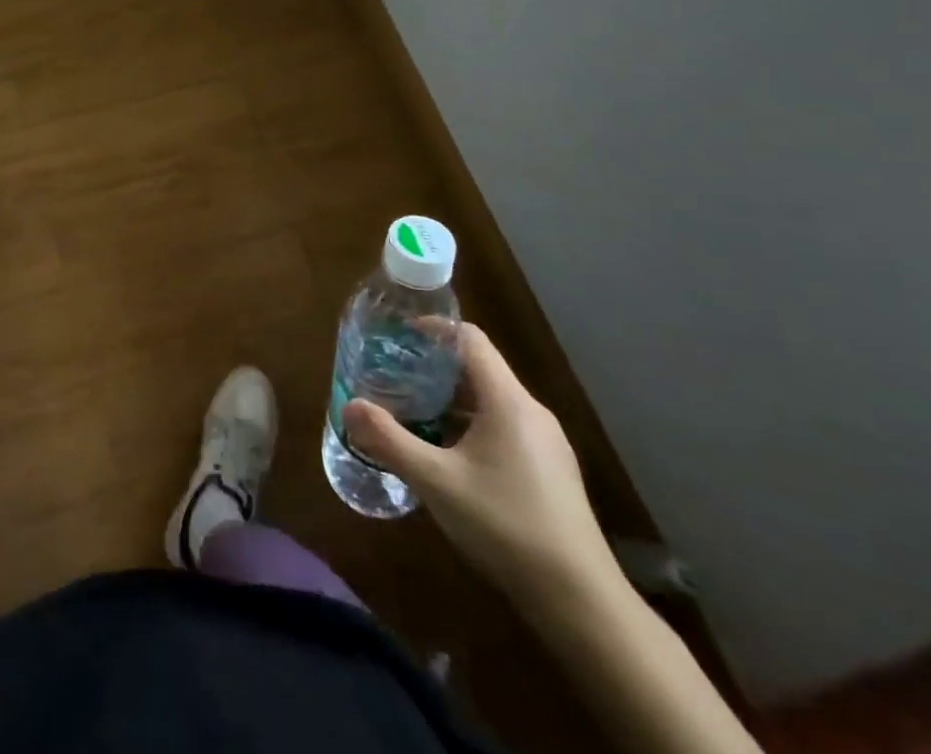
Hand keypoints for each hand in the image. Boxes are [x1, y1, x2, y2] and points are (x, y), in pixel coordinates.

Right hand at [344, 323, 617, 612]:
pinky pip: (504, 429)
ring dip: (450, 401)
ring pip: (491, 402)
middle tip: (394, 375)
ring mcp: (546, 445)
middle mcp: (531, 412)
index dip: (434, 328)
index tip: (398, 334)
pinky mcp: (551, 473)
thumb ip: (389, 440)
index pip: (470, 339)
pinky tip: (447, 456)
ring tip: (412, 412)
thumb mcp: (436, 481)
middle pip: (479, 369)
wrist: (581, 602)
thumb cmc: (505, 525)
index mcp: (507, 401)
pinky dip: (470, 427)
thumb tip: (349, 406)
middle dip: (434, 368)